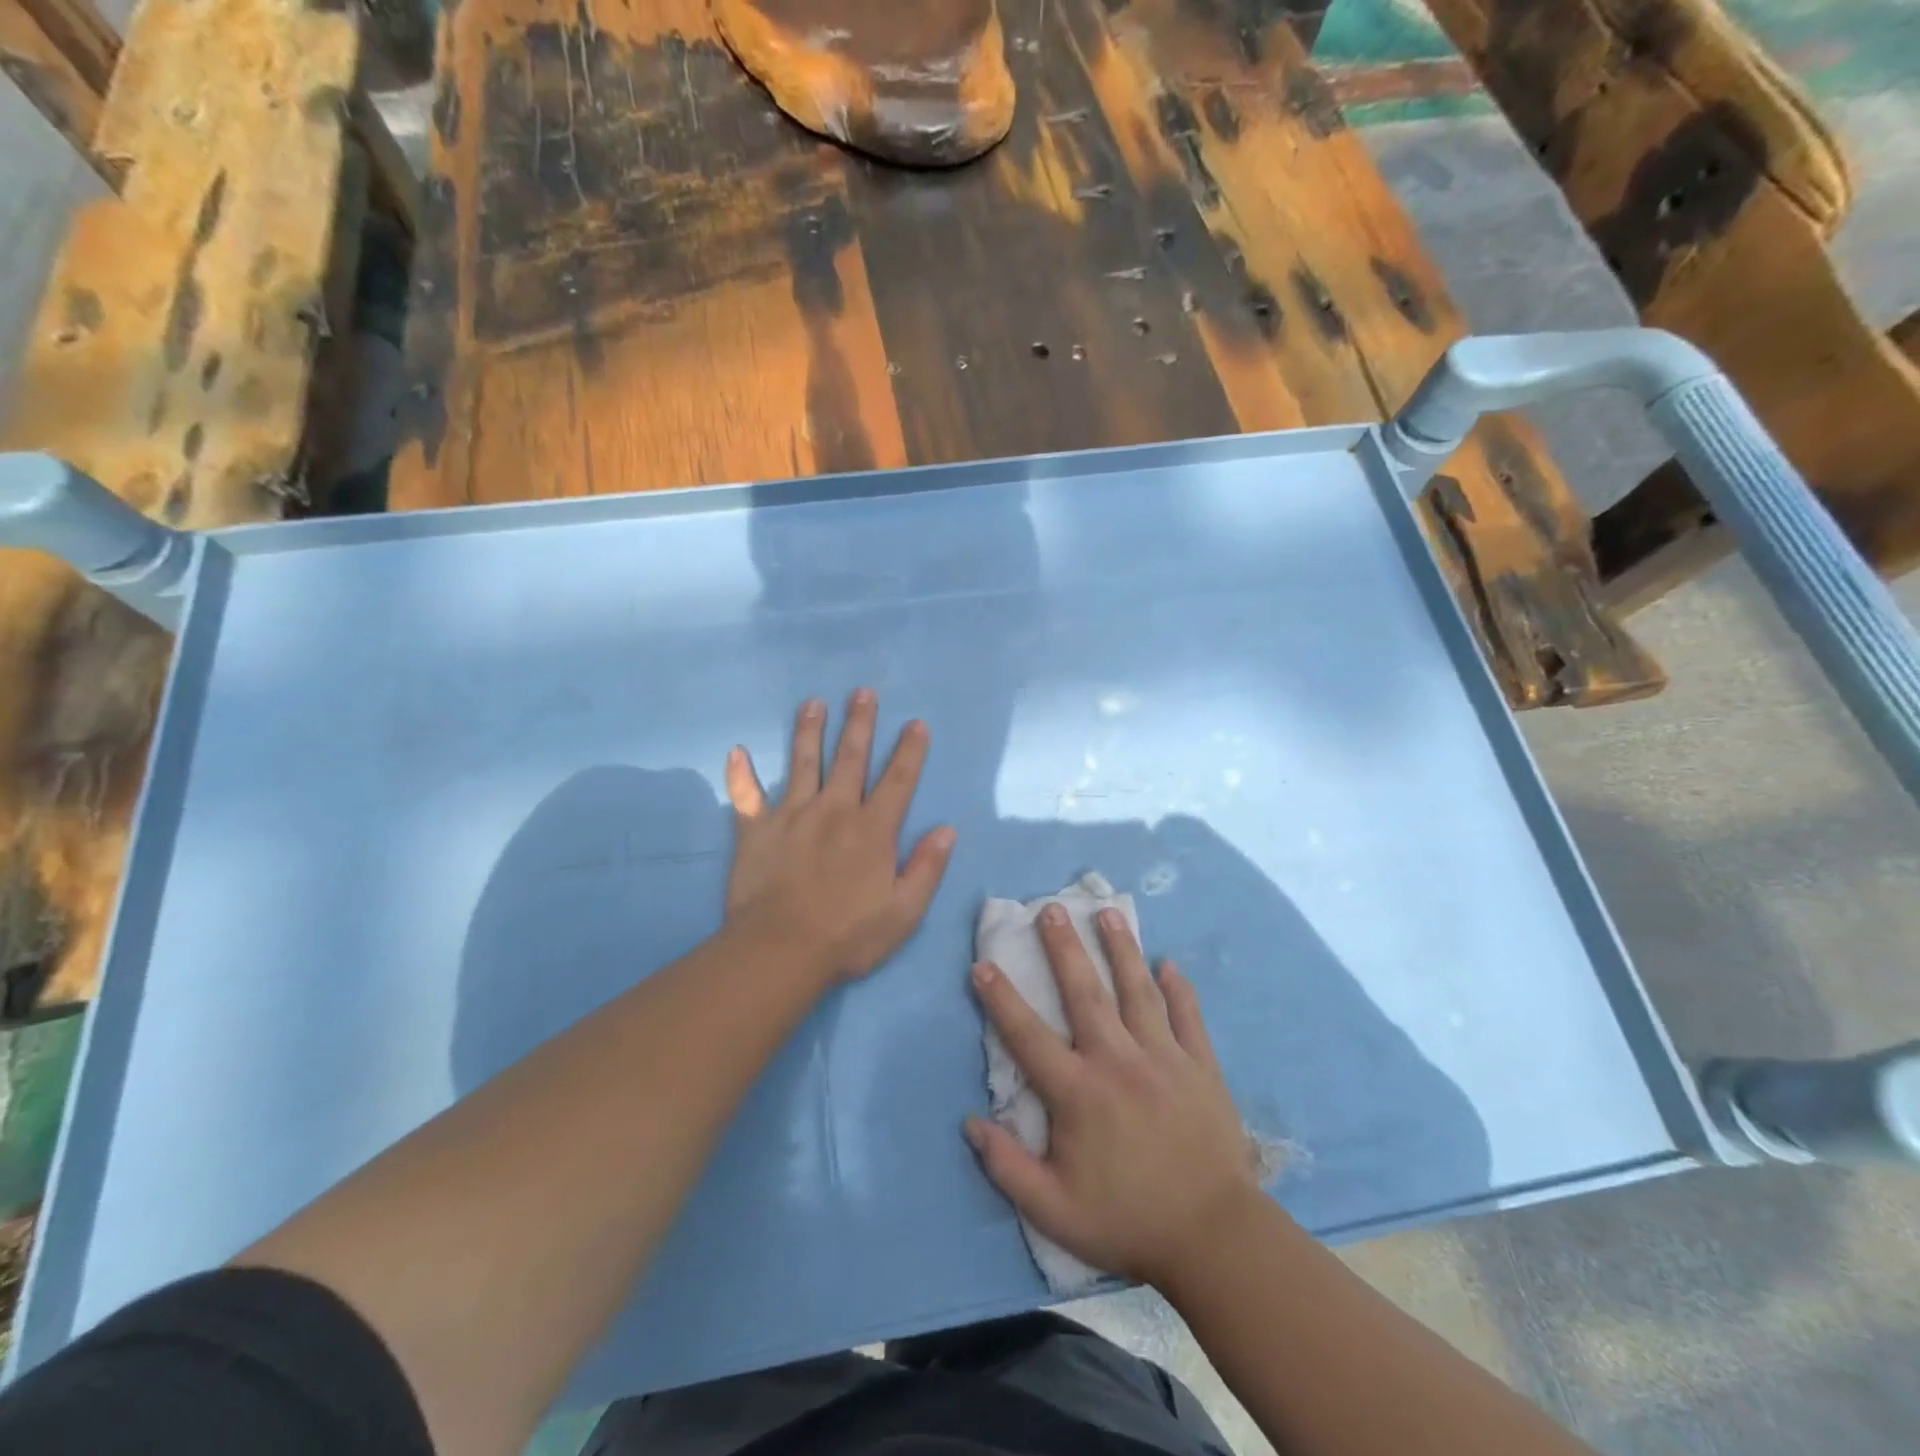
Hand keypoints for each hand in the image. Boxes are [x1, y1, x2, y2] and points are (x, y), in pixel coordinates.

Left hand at [724, 688, 955, 983]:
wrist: (780, 951)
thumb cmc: (848, 935)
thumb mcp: (904, 911)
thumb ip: (927, 867)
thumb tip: (947, 829)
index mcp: (873, 829)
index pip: (898, 780)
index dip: (910, 750)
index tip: (916, 723)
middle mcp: (835, 811)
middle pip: (850, 758)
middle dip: (859, 723)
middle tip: (862, 692)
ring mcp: (792, 816)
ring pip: (803, 763)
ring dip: (809, 731)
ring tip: (812, 702)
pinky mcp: (756, 830)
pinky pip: (747, 796)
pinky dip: (742, 774)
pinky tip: (737, 752)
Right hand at [965, 905, 1260, 1288]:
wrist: (1214, 1238)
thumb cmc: (1128, 1221)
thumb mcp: (1054, 1211)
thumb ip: (1007, 1165)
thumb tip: (970, 1121)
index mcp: (1078, 1091)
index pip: (1028, 1035)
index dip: (1001, 998)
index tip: (983, 963)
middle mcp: (1118, 1060)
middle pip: (1085, 993)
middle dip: (1064, 947)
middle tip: (1051, 908)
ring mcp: (1164, 1058)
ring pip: (1138, 991)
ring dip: (1121, 949)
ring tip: (1108, 913)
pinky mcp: (1201, 1066)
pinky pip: (1188, 1017)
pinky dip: (1179, 989)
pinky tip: (1170, 963)